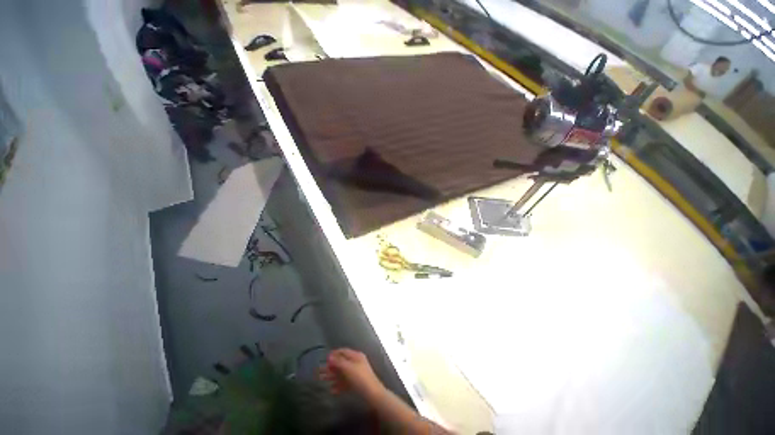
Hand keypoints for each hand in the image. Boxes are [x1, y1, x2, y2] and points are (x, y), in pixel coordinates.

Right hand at [319, 348, 384, 398]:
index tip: (325, 358)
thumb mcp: (348, 368)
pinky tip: (331, 390)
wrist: (372, 394)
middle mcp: (356, 363)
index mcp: (356, 356)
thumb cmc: (360, 378)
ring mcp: (356, 374)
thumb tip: (329, 356)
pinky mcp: (355, 384)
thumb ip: (338, 362)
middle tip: (319, 370)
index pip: (344, 351)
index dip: (334, 354)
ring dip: (332, 376)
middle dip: (330, 366)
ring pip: (342, 373)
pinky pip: (345, 383)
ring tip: (321, 379)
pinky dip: (338, 385)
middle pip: (341, 363)